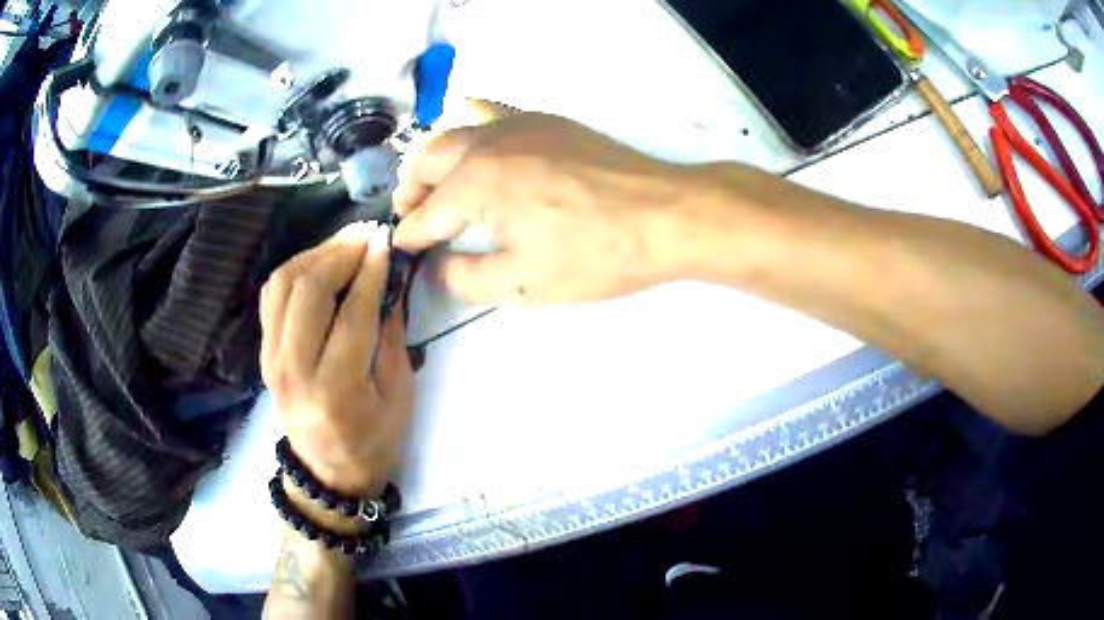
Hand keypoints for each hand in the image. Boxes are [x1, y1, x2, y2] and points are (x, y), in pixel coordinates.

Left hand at [260, 222, 413, 496]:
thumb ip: (391, 335)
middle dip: (341, 252)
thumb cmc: (374, 442)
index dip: (370, 271)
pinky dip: (295, 270)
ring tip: (346, 242)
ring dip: (315, 254)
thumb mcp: (399, 395)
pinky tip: (319, 262)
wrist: (327, 474)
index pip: (352, 314)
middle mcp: (294, 370)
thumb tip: (390, 280)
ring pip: (283, 285)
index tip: (386, 241)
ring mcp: (271, 360)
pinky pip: (272, 296)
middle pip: (309, 290)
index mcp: (336, 390)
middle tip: (368, 234)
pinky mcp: (263, 352)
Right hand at [393, 113, 698, 303]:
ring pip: (454, 133)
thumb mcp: (524, 283)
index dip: (411, 237)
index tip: (404, 252)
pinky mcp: (544, 121)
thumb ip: (466, 278)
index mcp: (476, 183)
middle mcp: (487, 143)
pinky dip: (469, 126)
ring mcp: (517, 124)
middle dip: (412, 192)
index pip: (426, 214)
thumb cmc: (595, 254)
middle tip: (412, 217)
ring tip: (433, 185)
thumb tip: (438, 266)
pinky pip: (491, 112)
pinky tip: (475, 141)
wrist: (664, 215)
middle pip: (428, 162)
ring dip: (433, 160)